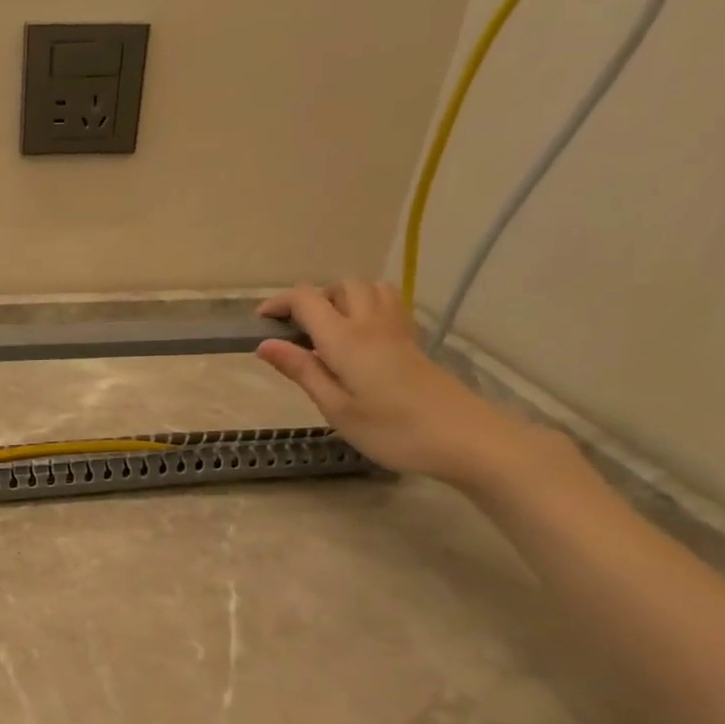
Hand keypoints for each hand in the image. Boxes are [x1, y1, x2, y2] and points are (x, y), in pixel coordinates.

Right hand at [253, 281, 543, 485]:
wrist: (464, 437)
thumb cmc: (391, 430)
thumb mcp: (335, 407)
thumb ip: (301, 371)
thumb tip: (265, 345)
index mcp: (345, 339)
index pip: (306, 300)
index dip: (279, 304)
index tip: (260, 324)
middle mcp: (371, 323)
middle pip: (340, 286)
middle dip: (312, 299)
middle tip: (295, 332)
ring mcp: (397, 329)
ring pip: (367, 288)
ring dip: (341, 298)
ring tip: (327, 330)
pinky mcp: (413, 341)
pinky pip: (387, 303)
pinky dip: (365, 306)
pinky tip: (359, 337)